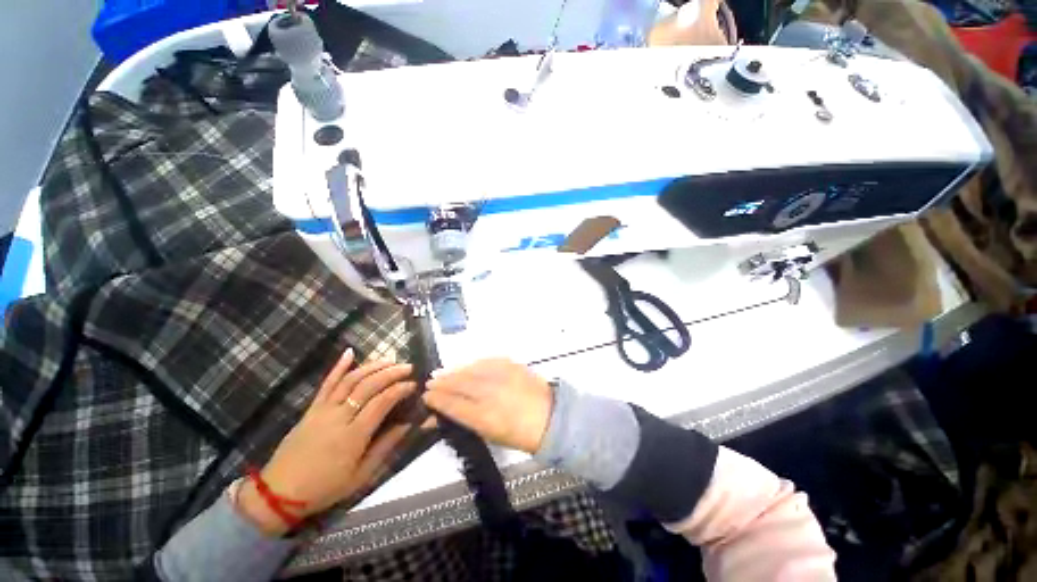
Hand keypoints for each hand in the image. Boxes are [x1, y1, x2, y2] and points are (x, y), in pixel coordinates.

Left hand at [238, 349, 416, 535]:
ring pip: (350, 380)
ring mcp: (323, 410)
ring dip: (373, 366)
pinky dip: (339, 366)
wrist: (279, 493)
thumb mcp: (361, 476)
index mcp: (353, 436)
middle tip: (408, 367)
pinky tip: (350, 352)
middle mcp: (339, 417)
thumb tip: (408, 424)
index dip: (400, 390)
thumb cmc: (325, 488)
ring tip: (391, 360)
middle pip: (368, 386)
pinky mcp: (312, 408)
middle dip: (391, 373)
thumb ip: (385, 447)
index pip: (381, 403)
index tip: (413, 385)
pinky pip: (327, 383)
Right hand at [423, 359, 552, 453]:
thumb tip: (440, 415)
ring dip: (455, 371)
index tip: (426, 395)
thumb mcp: (489, 434)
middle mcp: (490, 393)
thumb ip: (465, 420)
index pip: (452, 404)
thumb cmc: (518, 433)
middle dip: (442, 382)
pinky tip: (468, 366)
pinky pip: (487, 361)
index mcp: (484, 417)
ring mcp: (501, 376)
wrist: (549, 417)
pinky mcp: (512, 365)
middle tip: (431, 381)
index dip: (437, 399)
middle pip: (459, 384)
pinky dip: (474, 364)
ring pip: (471, 370)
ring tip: (444, 373)